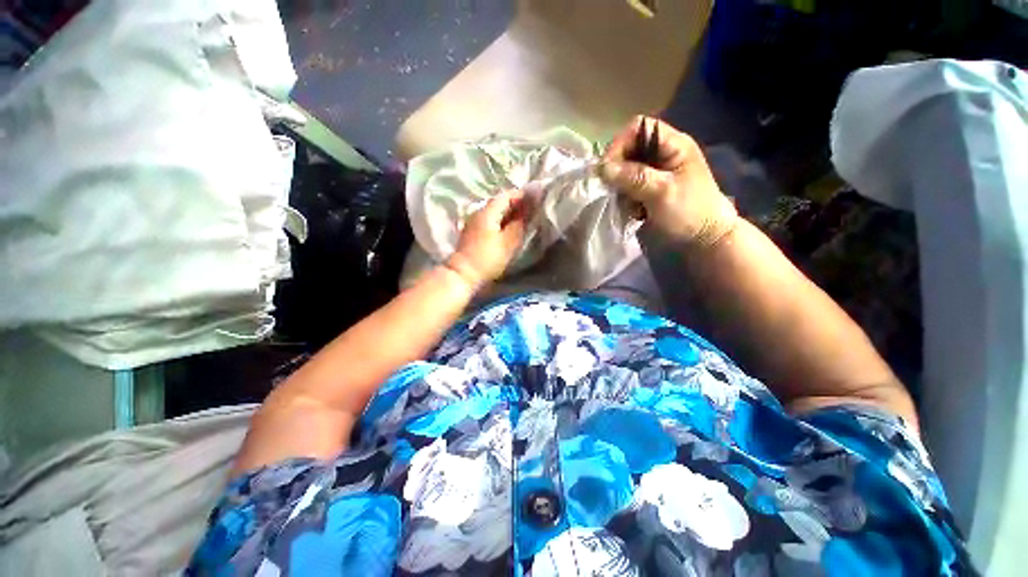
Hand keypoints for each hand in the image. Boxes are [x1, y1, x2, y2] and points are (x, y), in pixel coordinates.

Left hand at [446, 189, 534, 289]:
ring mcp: (473, 222)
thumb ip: (520, 223)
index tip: (536, 199)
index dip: (522, 195)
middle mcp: (479, 211)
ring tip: (522, 219)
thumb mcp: (509, 241)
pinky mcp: (472, 232)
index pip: (507, 195)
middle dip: (516, 203)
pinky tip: (508, 228)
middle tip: (531, 209)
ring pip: (494, 211)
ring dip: (508, 213)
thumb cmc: (489, 257)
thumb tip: (529, 207)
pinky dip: (500, 221)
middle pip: (499, 202)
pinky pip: (489, 220)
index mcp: (488, 211)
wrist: (464, 273)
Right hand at [600, 116, 737, 246]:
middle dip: (617, 170)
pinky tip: (632, 210)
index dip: (620, 144)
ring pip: (624, 171)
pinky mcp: (647, 190)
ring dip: (620, 188)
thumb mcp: (662, 192)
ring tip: (628, 204)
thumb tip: (602, 168)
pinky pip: (626, 188)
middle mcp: (661, 155)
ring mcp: (653, 174)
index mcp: (672, 145)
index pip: (638, 128)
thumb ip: (633, 177)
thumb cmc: (689, 212)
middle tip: (614, 189)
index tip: (607, 168)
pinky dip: (624, 198)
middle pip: (628, 150)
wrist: (702, 239)